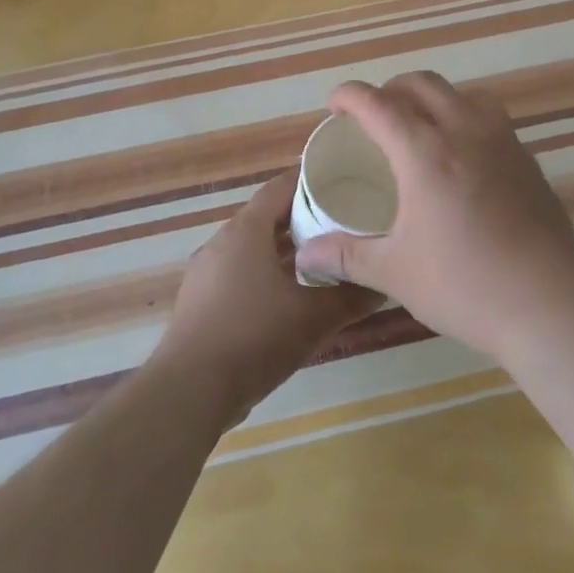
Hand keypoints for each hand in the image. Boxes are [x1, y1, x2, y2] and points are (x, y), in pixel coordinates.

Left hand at [156, 172, 381, 420]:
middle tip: (344, 221)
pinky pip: (241, 273)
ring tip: (326, 258)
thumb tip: (384, 283)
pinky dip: (268, 274)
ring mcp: (207, 273)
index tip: (344, 180)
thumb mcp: (313, 317)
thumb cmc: (254, 337)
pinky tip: (293, 296)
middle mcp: (223, 242)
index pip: (281, 187)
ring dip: (287, 251)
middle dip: (305, 218)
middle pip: (268, 217)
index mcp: (246, 230)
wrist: (189, 392)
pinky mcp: (202, 301)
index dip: (312, 180)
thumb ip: (351, 296)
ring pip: (255, 248)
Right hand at [292, 72, 573, 360]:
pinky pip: (492, 120)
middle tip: (375, 116)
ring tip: (423, 127)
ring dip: (435, 98)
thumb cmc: (463, 285)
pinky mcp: (528, 161)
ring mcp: (503, 143)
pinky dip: (468, 120)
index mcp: (425, 153)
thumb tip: (304, 256)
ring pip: (464, 94)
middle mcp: (465, 133)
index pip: (378, 104)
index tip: (335, 105)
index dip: (350, 96)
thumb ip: (346, 256)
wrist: (547, 304)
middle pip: (423, 84)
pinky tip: (465, 160)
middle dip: (391, 89)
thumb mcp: (394, 272)